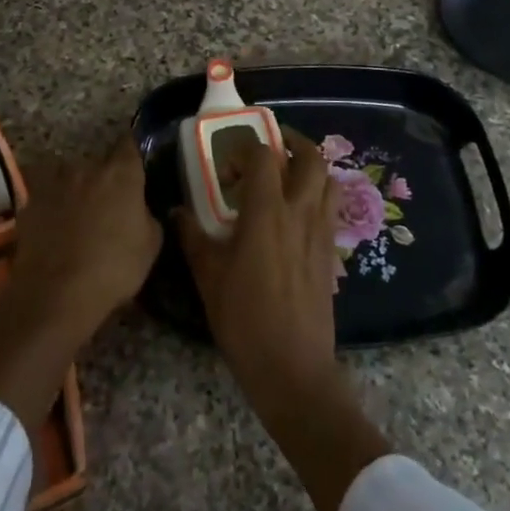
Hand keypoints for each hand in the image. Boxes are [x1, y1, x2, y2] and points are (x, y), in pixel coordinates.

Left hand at [6, 135, 161, 340]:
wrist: (57, 293)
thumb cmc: (114, 268)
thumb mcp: (151, 245)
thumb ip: (147, 216)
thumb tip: (140, 209)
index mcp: (121, 173)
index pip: (129, 145)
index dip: (131, 153)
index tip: (134, 165)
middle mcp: (86, 167)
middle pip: (97, 162)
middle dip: (103, 177)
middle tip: (107, 202)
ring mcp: (54, 182)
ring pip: (68, 175)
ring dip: (74, 187)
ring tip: (77, 214)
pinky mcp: (29, 202)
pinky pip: (45, 195)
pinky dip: (51, 205)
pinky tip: (54, 227)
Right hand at [176, 126, 340, 412]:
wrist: (293, 367)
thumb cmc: (244, 320)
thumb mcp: (208, 277)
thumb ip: (193, 237)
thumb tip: (177, 212)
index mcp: (267, 213)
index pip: (263, 157)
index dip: (244, 151)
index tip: (227, 170)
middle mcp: (300, 212)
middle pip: (311, 158)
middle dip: (292, 143)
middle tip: (270, 148)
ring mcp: (321, 231)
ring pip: (329, 180)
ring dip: (310, 167)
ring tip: (287, 175)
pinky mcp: (332, 252)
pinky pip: (331, 208)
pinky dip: (318, 195)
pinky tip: (296, 214)